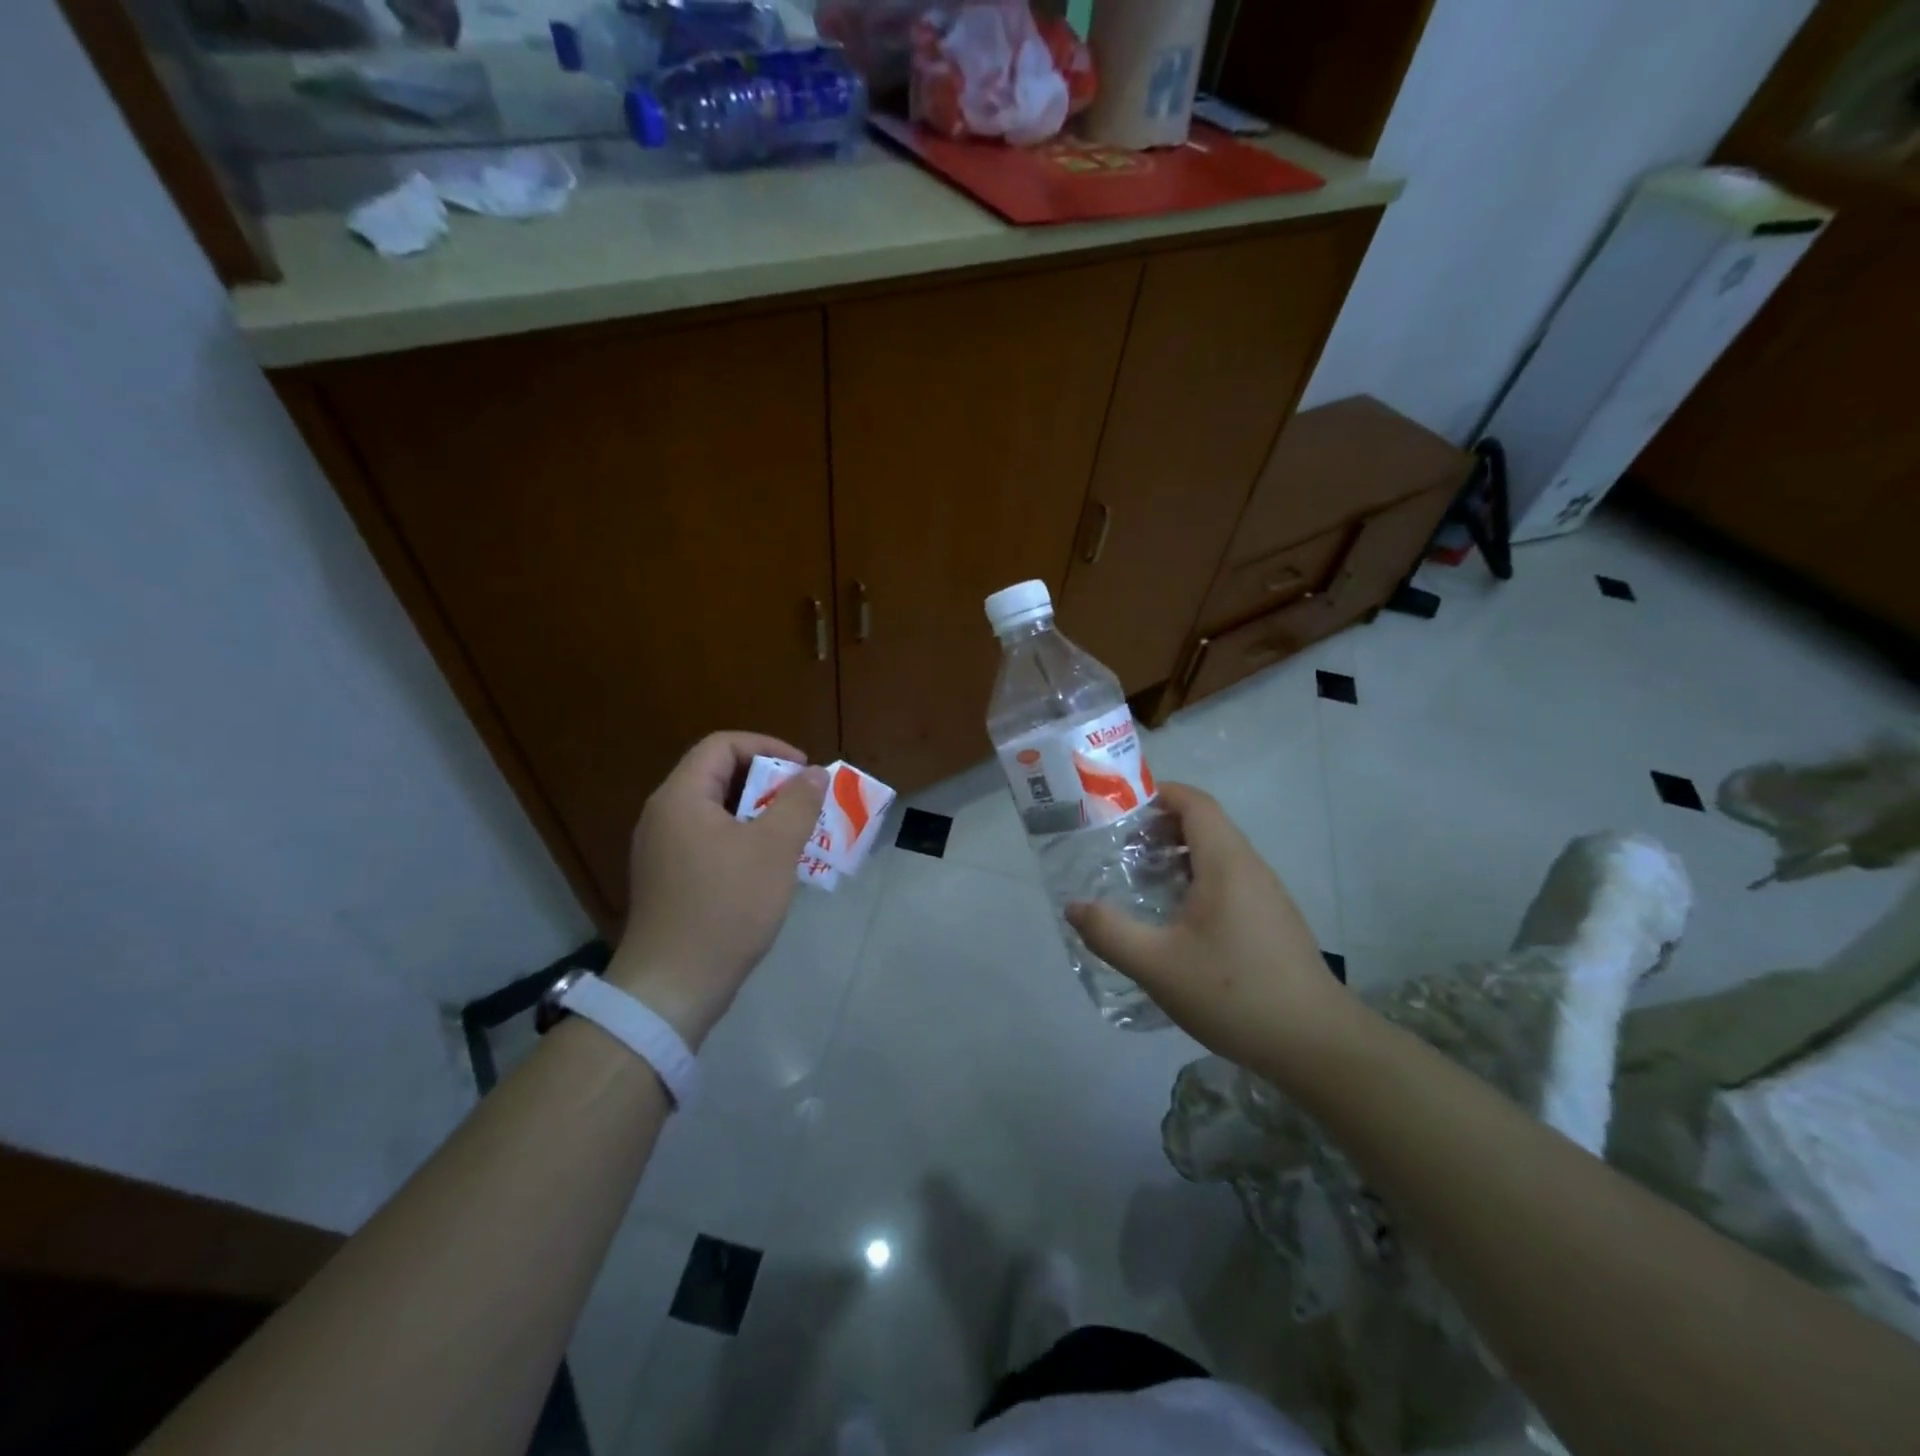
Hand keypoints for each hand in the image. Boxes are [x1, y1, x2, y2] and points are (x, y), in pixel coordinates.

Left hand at [608, 732, 827, 1048]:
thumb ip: (798, 803)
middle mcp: (664, 815)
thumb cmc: (726, 907)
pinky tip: (769, 866)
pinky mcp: (668, 879)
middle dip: (767, 782)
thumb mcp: (774, 849)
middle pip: (718, 776)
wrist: (674, 986)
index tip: (803, 771)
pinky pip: (709, 841)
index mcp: (681, 797)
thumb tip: (814, 773)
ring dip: (759, 813)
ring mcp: (662, 850)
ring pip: (716, 812)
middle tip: (804, 802)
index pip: (722, 745)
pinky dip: (742, 840)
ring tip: (795, 832)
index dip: (767, 747)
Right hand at [1065, 782, 1353, 1081]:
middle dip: (1160, 828)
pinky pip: (1231, 881)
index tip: (1119, 812)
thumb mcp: (1157, 965)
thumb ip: (1109, 933)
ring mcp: (1268, 895)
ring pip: (1219, 855)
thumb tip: (1073, 906)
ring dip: (1179, 857)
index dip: (1159, 794)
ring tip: (1142, 884)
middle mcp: (1251, 868)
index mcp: (1226, 863)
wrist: (1318, 1046)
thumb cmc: (1235, 994)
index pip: (1195, 802)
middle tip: (1121, 852)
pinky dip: (1198, 882)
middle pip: (1205, 825)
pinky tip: (1178, 922)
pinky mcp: (1274, 921)